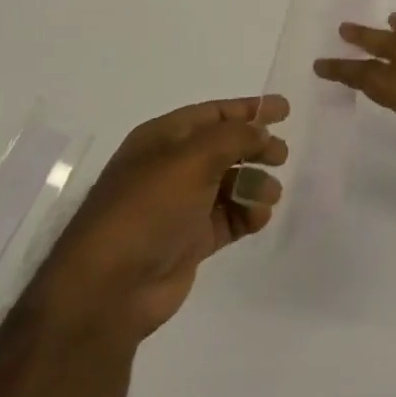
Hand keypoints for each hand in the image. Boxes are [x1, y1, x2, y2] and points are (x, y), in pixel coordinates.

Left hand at [27, 96, 288, 349]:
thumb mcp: (192, 159)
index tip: (285, 109)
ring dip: (254, 184)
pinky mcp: (191, 240)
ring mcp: (181, 205)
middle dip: (256, 148)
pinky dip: (247, 214)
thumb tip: (261, 132)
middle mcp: (171, 167)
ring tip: (268, 195)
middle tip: (282, 156)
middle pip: (225, 148)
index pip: (213, 114)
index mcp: (162, 138)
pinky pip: (229, 218)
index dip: (249, 109)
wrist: (110, 287)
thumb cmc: (148, 208)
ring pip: (230, 184)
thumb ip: (234, 137)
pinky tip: (258, 218)